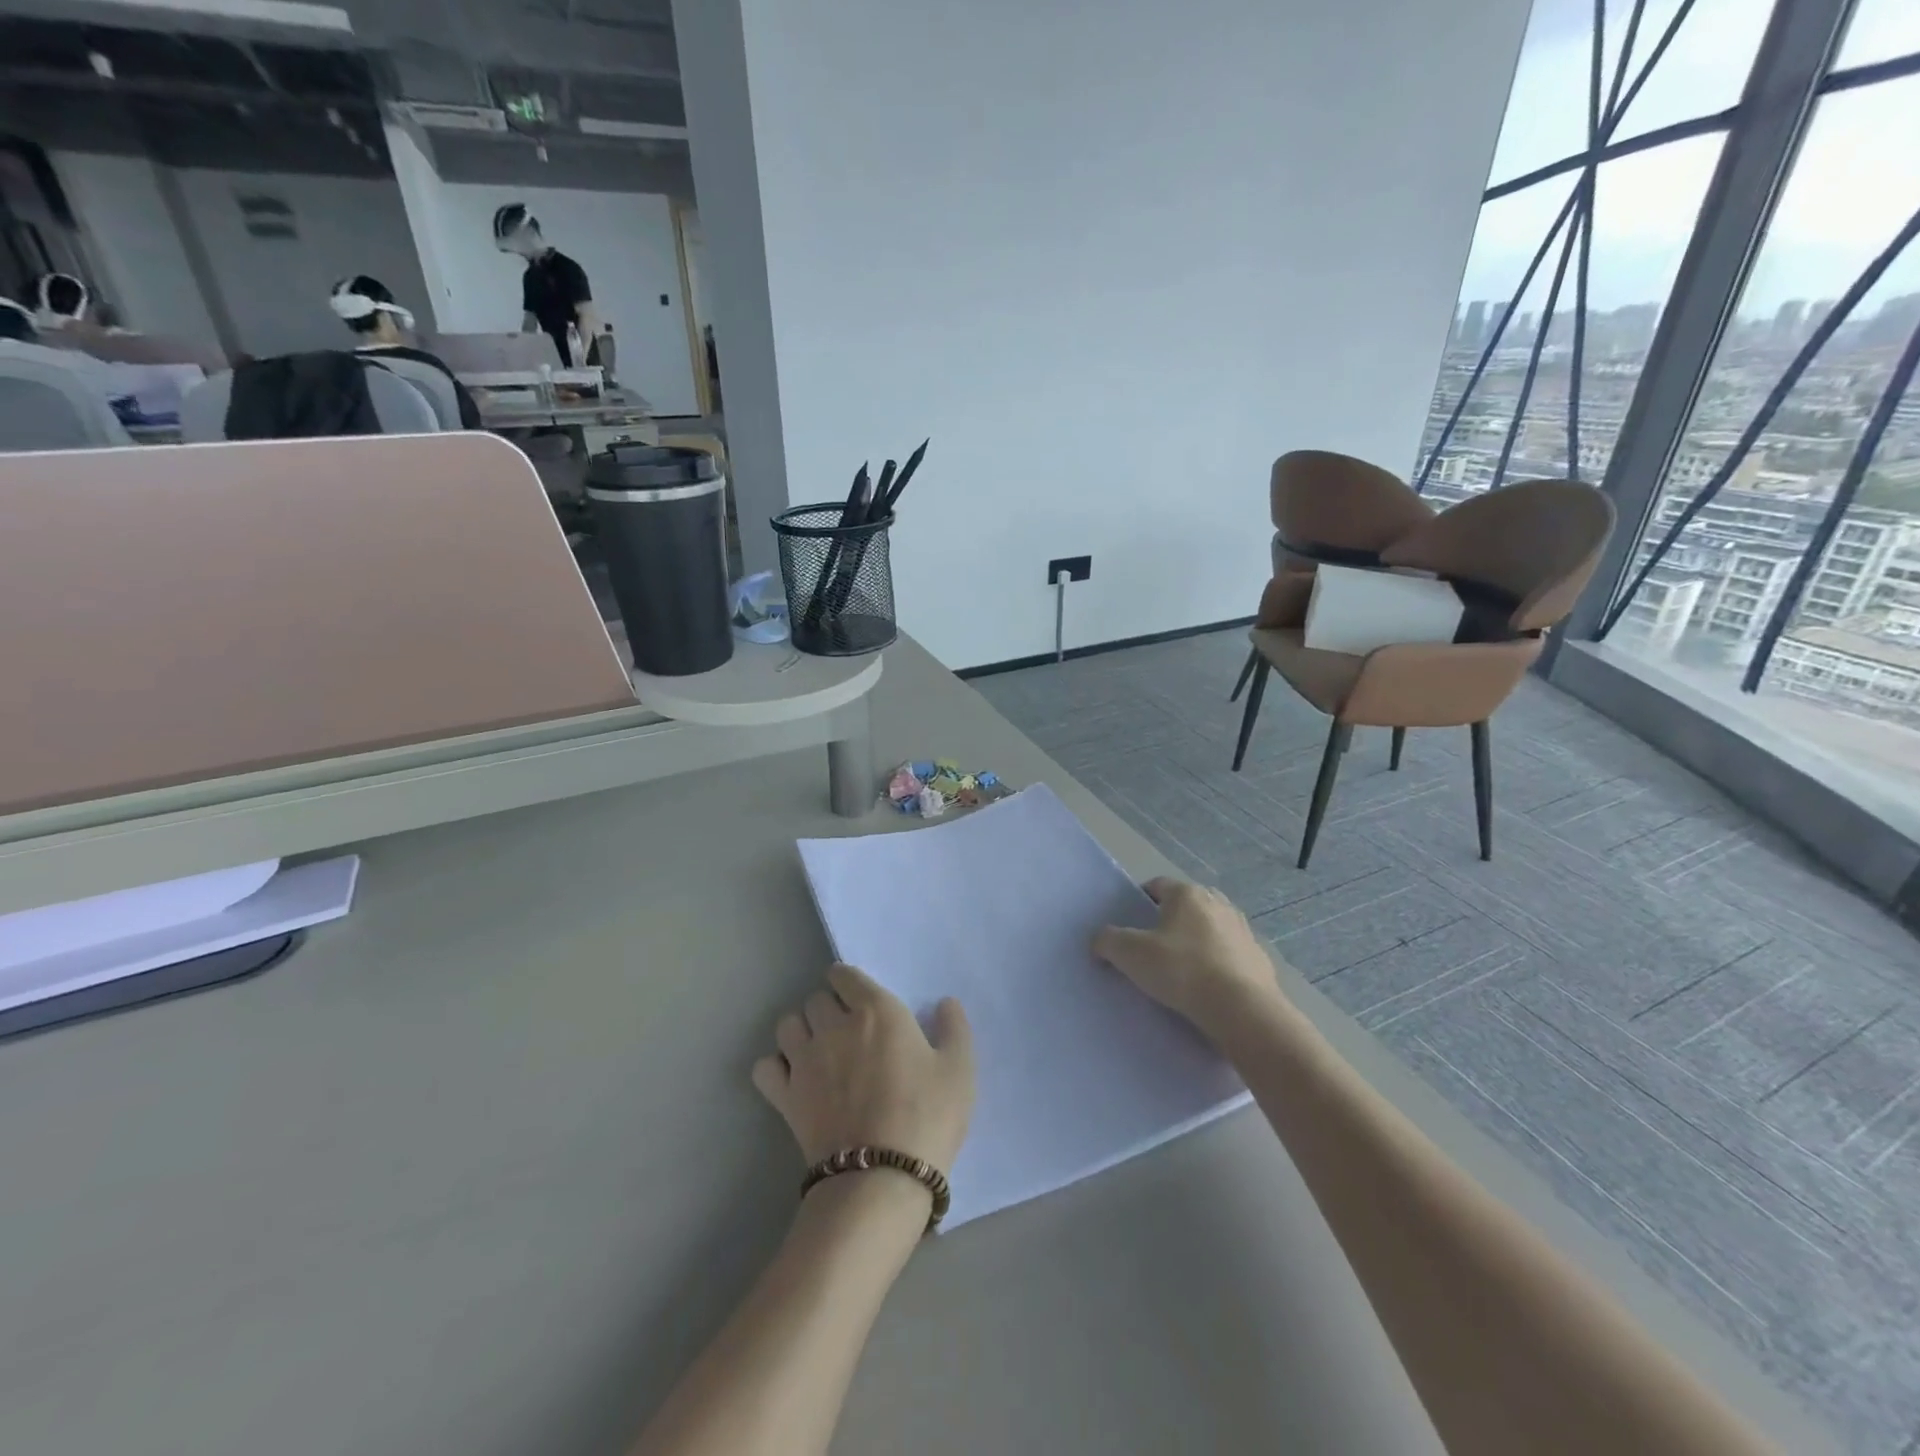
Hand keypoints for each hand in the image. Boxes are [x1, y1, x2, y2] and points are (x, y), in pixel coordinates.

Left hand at [752, 965, 973, 1175]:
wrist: (882, 1178)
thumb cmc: (927, 1117)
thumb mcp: (959, 1070)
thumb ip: (954, 1028)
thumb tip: (945, 1003)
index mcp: (877, 1010)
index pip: (845, 975)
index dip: (849, 983)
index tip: (860, 999)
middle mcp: (835, 1025)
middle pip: (816, 999)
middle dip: (829, 1008)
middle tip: (847, 1031)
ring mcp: (805, 1060)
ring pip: (788, 1025)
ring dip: (801, 1031)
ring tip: (819, 1051)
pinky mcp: (785, 1096)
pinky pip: (765, 1066)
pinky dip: (775, 1067)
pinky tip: (793, 1079)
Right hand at [1093, 878, 1284, 1041]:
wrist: (1242, 1009)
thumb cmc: (1182, 971)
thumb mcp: (1130, 954)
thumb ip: (1108, 941)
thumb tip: (1099, 941)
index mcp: (1187, 894)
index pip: (1157, 885)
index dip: (1140, 901)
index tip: (1130, 925)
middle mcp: (1217, 903)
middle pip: (1185, 905)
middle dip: (1169, 920)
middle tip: (1153, 946)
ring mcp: (1242, 929)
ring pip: (1209, 928)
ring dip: (1195, 941)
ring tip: (1181, 969)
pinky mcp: (1258, 957)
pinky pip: (1229, 954)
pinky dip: (1217, 963)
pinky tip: (1207, 987)